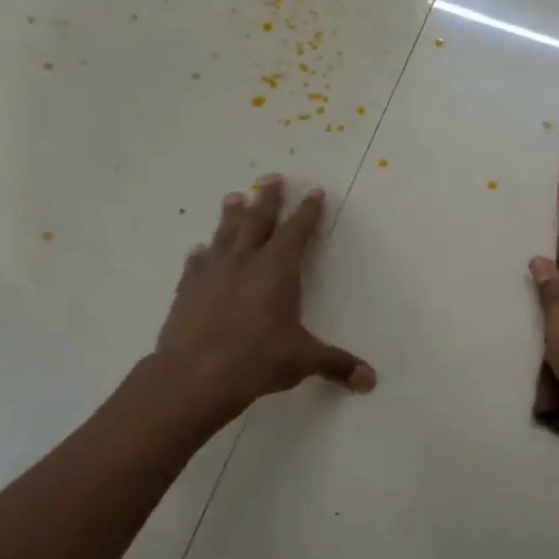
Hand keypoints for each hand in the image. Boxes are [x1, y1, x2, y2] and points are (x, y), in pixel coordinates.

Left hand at [152, 174, 375, 417]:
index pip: (297, 232)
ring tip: (234, 197)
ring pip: (224, 234)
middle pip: (258, 221)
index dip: (308, 212)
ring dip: (231, 215)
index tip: (314, 192)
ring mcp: (212, 274)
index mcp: (278, 270)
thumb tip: (371, 381)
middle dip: (268, 199)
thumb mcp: (304, 360)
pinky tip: (199, 250)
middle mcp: (245, 262)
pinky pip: (196, 264)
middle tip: (272, 177)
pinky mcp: (187, 291)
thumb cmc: (258, 360)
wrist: (195, 376)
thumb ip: (337, 365)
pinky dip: (201, 254)